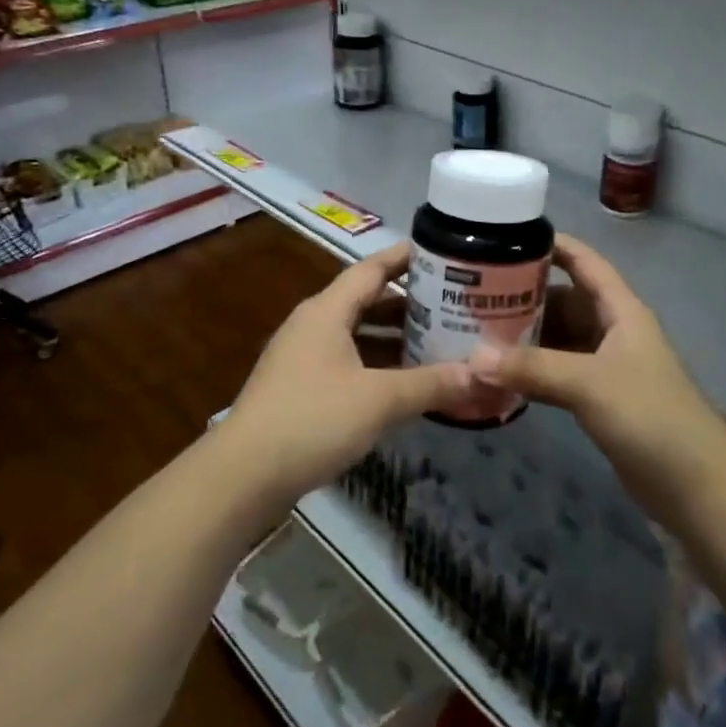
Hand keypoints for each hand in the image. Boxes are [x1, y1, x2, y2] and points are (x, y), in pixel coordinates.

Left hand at [222, 241, 472, 502]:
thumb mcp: (379, 400)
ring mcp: (303, 357)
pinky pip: (347, 362)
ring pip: (357, 335)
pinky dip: (377, 366)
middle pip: (366, 301)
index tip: (442, 252)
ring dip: (393, 338)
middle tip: (452, 305)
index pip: (372, 269)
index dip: (406, 257)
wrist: (244, 475)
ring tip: (437, 343)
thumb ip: (430, 384)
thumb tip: (481, 375)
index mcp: (327, 311)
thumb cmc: (312, 420)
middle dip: (409, 303)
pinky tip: (403, 384)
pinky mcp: (300, 388)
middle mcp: (313, 325)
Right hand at [466, 235, 725, 506]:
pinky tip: (501, 374)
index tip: (508, 236)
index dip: (553, 245)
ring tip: (477, 332)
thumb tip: (472, 359)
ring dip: (526, 336)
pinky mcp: (600, 399)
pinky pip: (559, 372)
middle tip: (475, 294)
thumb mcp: (589, 383)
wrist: (695, 484)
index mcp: (621, 310)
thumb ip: (532, 368)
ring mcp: (607, 366)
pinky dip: (533, 370)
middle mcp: (613, 331)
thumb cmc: (649, 416)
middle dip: (526, 295)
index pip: (585, 262)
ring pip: (559, 338)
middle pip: (565, 300)